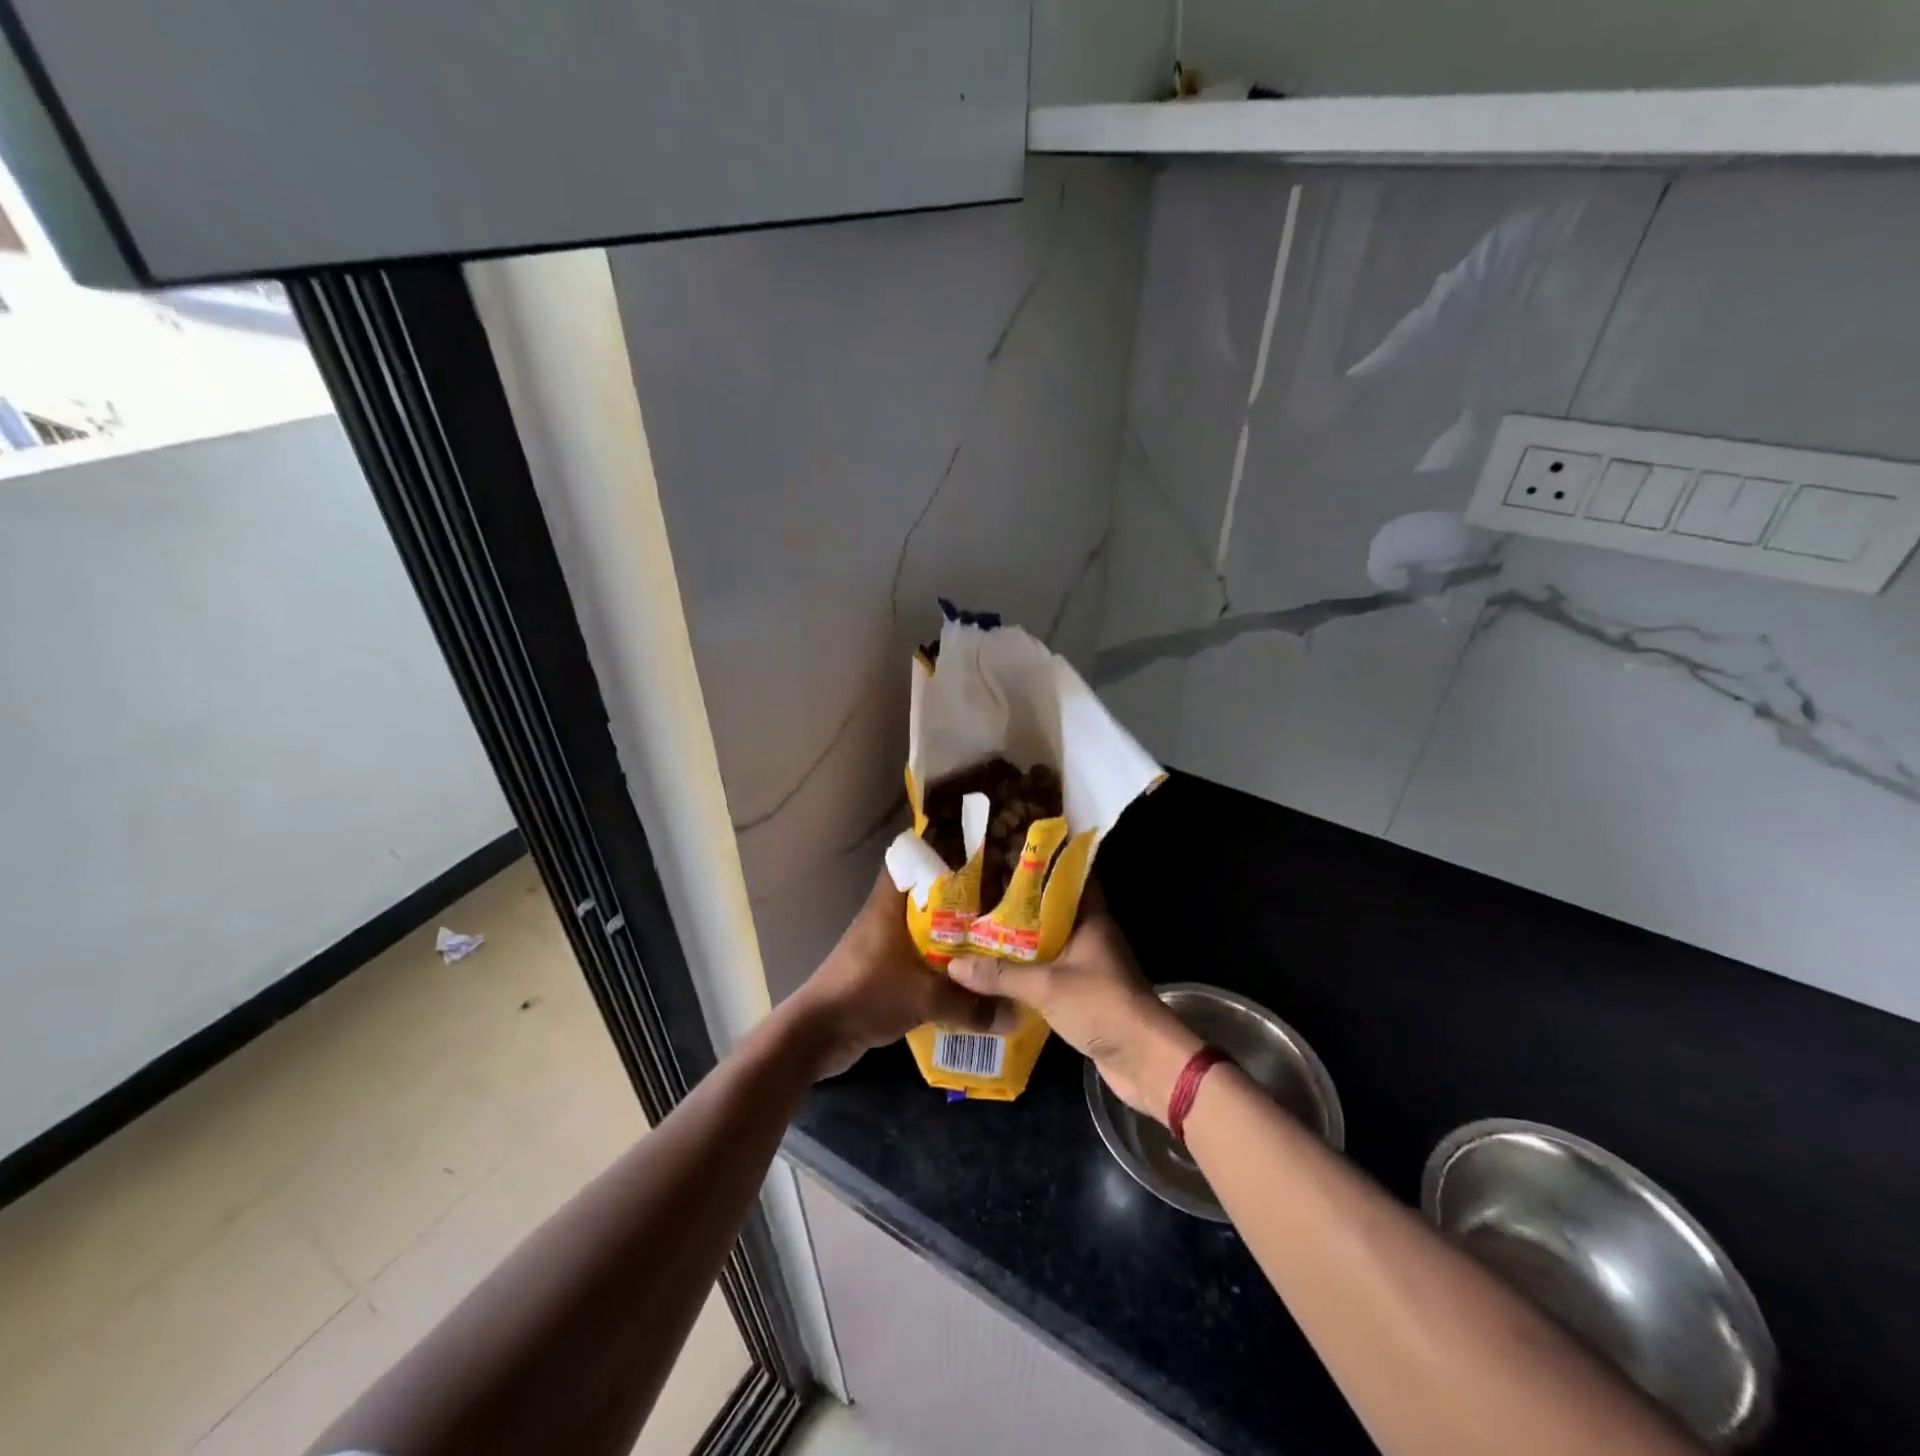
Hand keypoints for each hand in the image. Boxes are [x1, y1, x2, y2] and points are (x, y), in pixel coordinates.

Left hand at [786, 871, 1012, 1079]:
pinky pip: (917, 956)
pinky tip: (966, 975)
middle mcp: (884, 916)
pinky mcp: (880, 969)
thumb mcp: (924, 998)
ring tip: (992, 936)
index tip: (978, 853)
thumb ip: (970, 1005)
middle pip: (925, 894)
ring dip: (951, 934)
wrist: (817, 1034)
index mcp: (889, 904)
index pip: (911, 858)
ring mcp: (881, 943)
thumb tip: (1015, 1014)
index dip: (942, 850)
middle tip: (1000, 899)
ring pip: (923, 927)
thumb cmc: (866, 995)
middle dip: (960, 898)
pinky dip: (939, 962)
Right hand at [947, 888, 1199, 1120]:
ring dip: (1019, 942)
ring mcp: (1088, 965)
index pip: (1066, 879)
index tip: (1005, 859)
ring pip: (1048, 944)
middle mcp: (1090, 935)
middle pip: (1051, 911)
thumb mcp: (1046, 986)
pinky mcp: (1083, 993)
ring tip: (977, 931)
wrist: (1143, 1059)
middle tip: (977, 897)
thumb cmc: (1101, 1005)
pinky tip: (996, 973)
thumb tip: (954, 966)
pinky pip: (1049, 973)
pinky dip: (1026, 972)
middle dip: (1017, 906)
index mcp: (1090, 918)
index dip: (1039, 866)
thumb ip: (1000, 975)